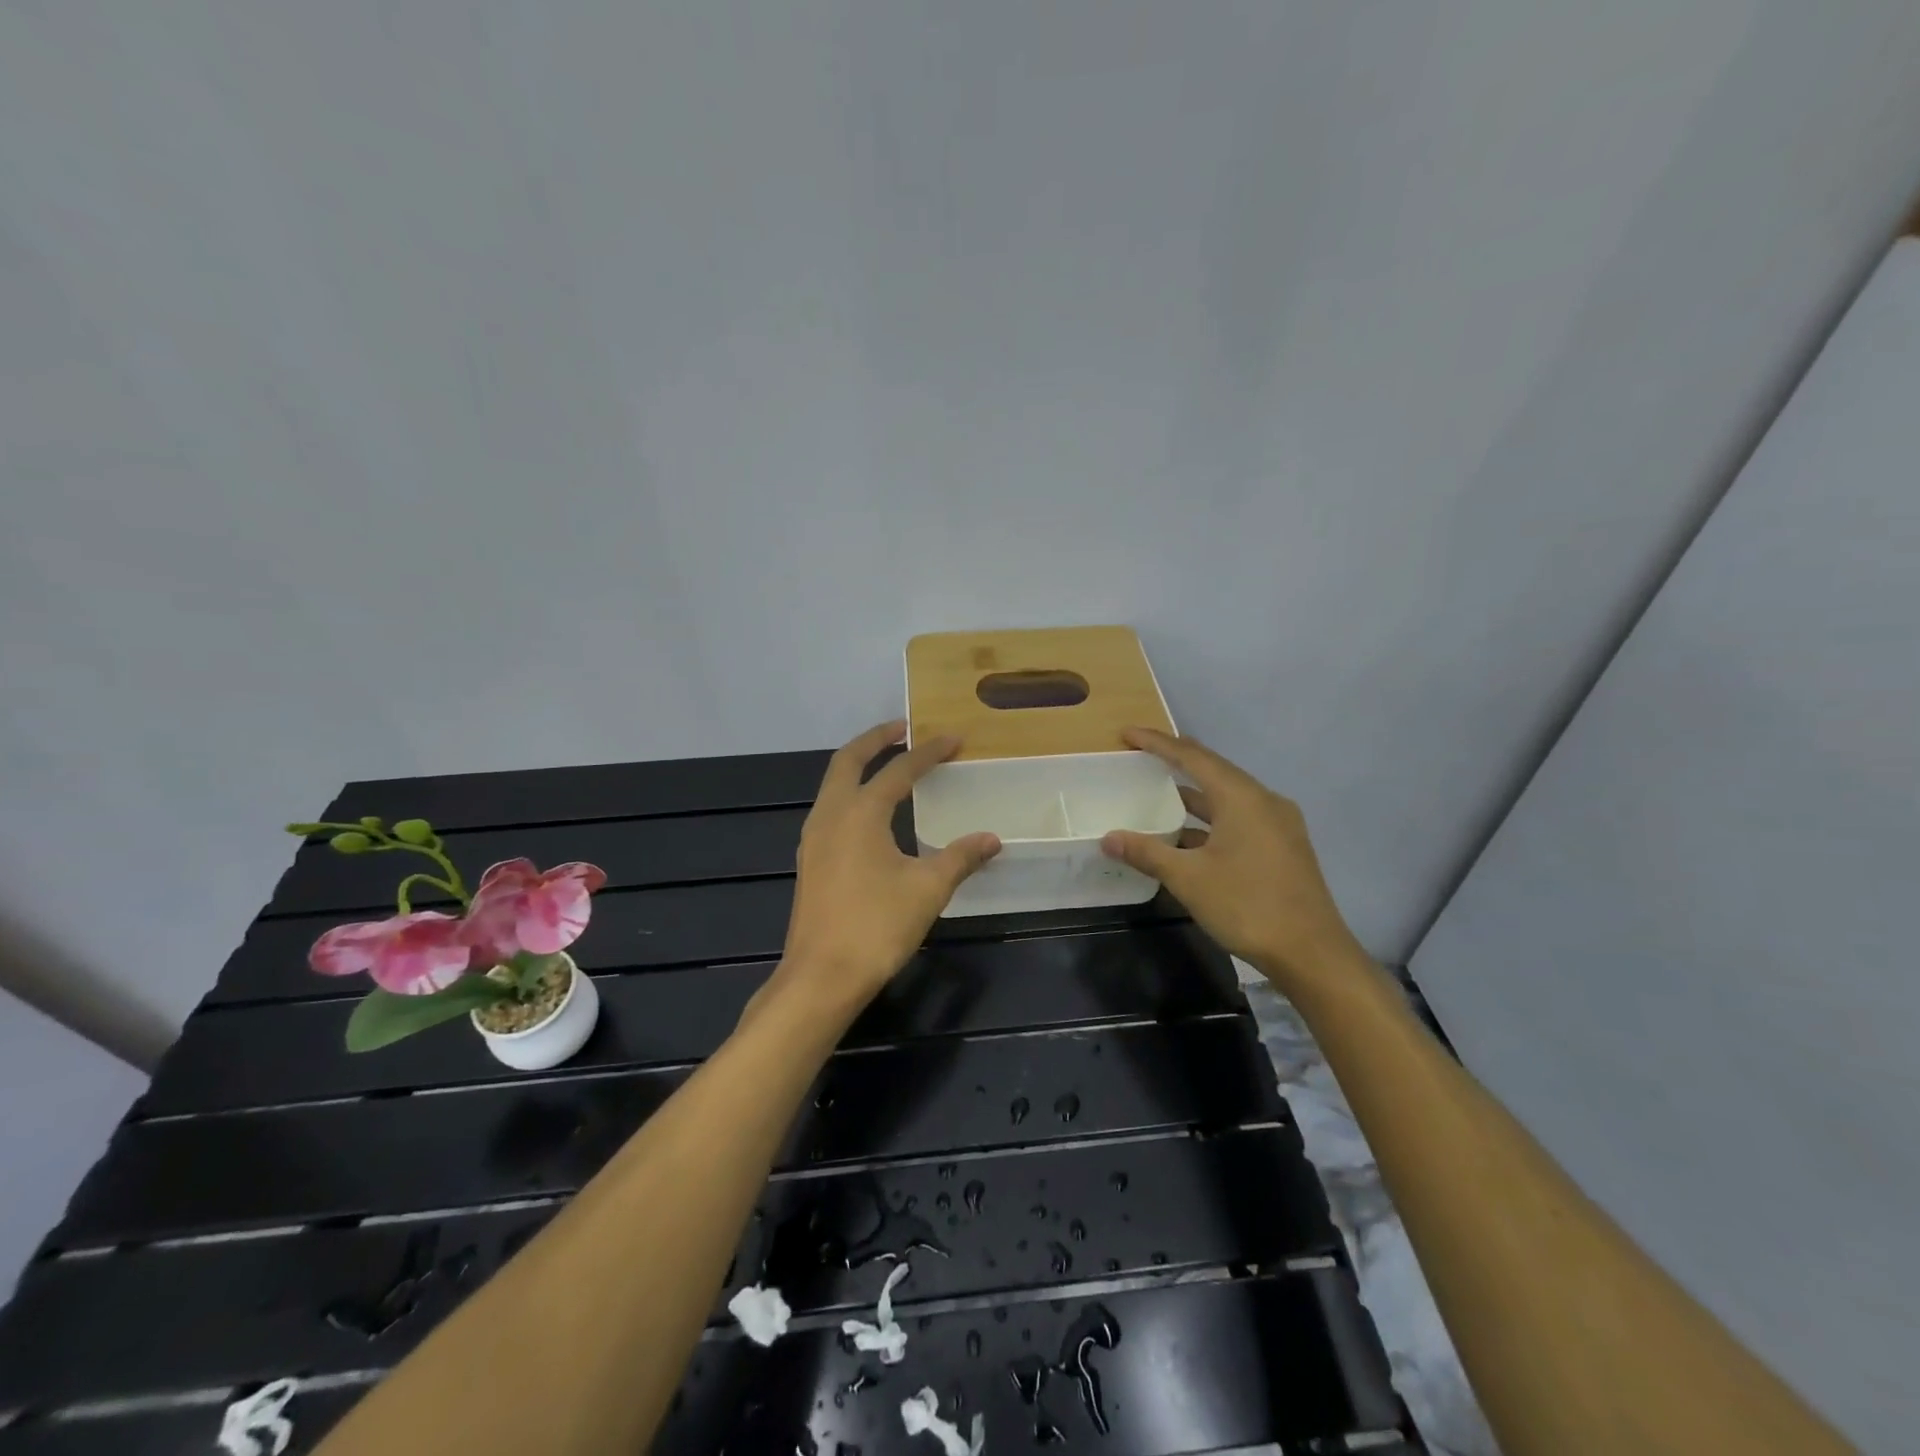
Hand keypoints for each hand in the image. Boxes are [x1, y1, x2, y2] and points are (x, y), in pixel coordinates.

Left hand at [773, 721, 1000, 1019]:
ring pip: (833, 784)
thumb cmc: (877, 926)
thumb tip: (991, 838)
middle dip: (876, 739)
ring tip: (888, 764)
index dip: (928, 753)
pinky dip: (850, 793)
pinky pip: (829, 808)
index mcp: (860, 813)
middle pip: (848, 760)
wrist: (821, 977)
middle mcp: (831, 815)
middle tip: (904, 729)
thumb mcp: (927, 889)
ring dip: (858, 765)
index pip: (899, 770)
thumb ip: (960, 858)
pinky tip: (870, 814)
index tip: (953, 739)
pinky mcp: (809, 860)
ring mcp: (813, 838)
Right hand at [1100, 726, 1365, 992]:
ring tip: (1159, 793)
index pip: (1193, 757)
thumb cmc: (1247, 906)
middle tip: (1142, 756)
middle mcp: (1264, 801)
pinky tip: (1188, 837)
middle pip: (1214, 771)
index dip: (1158, 743)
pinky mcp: (1283, 847)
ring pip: (1228, 797)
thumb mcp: (1189, 879)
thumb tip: (1109, 838)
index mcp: (1242, 798)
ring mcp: (1278, 824)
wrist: (1312, 954)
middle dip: (1177, 762)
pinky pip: (1240, 818)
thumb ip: (1147, 853)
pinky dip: (1211, 820)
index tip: (1127, 734)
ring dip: (1194, 795)